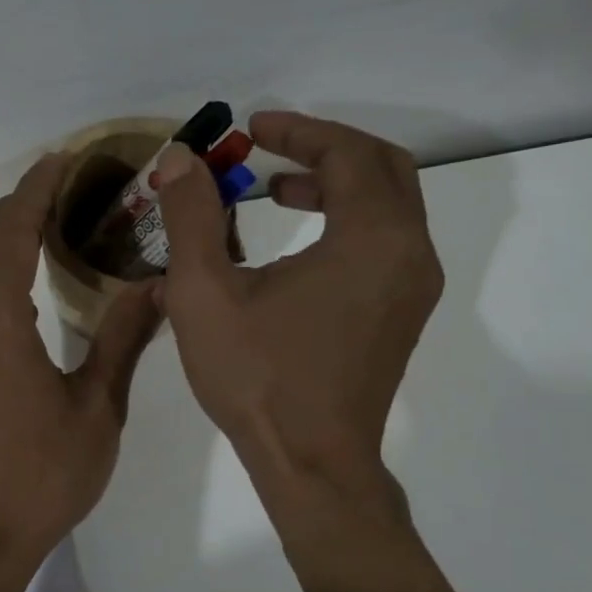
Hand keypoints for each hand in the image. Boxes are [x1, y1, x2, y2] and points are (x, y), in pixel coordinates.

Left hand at [0, 154, 161, 577]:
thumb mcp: (97, 407)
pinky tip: (24, 285)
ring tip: (45, 225)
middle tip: (59, 188)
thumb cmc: (42, 475)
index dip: (37, 189)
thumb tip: (156, 284)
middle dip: (13, 205)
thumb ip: (124, 338)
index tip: (63, 159)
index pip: (13, 231)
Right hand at [154, 111, 442, 523]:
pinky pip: (386, 241)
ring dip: (337, 184)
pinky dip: (347, 220)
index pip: (347, 152)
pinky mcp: (402, 314)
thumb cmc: (259, 378)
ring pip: (389, 205)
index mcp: (373, 238)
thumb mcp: (205, 293)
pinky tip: (298, 243)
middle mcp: (409, 253)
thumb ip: (192, 216)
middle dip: (324, 148)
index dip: (297, 130)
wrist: (312, 464)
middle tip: (269, 148)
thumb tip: (178, 159)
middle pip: (382, 168)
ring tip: (276, 189)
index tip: (250, 127)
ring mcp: (413, 287)